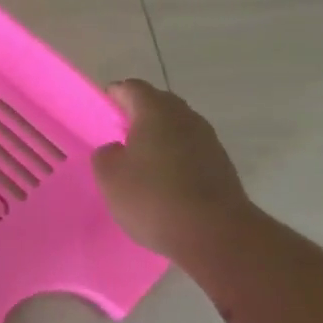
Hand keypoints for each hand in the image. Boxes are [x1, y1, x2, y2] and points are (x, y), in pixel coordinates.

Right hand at [92, 79, 253, 261]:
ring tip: (140, 162)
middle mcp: (186, 118)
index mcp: (156, 112)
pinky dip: (175, 157)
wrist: (216, 234)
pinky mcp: (221, 165)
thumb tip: (117, 149)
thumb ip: (105, 155)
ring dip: (159, 137)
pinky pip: (190, 149)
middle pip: (158, 104)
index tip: (101, 111)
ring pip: (177, 127)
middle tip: (118, 136)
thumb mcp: (110, 177)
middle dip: (137, 114)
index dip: (114, 95)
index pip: (132, 88)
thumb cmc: (153, 198)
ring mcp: (208, 141)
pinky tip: (164, 181)